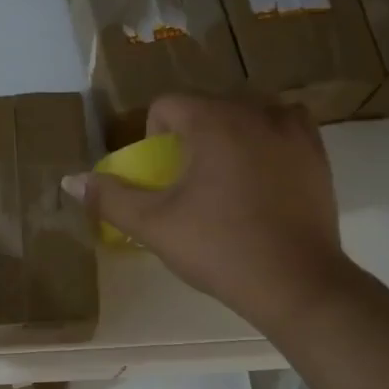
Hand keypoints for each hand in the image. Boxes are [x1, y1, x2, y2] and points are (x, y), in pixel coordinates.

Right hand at [65, 96, 352, 333]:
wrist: (295, 283)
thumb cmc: (219, 249)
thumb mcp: (154, 226)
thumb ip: (109, 198)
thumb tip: (71, 181)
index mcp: (214, 121)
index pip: (167, 105)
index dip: (152, 138)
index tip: (160, 178)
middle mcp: (256, 112)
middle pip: (206, 107)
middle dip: (190, 137)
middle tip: (188, 184)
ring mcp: (293, 130)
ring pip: (246, 114)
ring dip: (228, 135)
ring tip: (225, 179)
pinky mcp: (317, 153)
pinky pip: (282, 128)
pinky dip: (264, 142)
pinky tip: (260, 178)